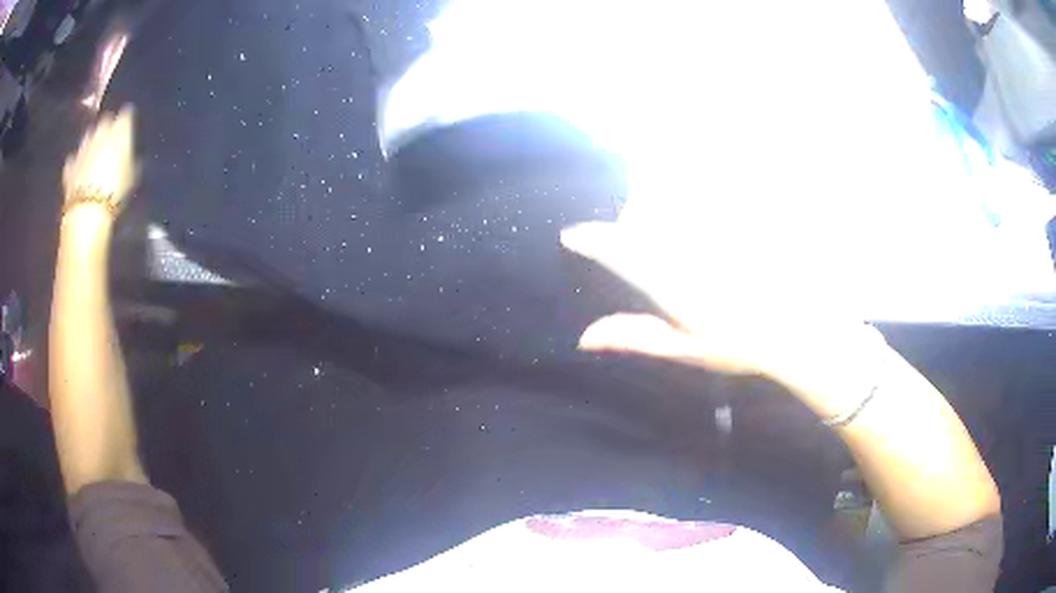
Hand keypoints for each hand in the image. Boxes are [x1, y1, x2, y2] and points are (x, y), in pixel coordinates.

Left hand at [62, 106, 137, 213]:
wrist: (87, 212)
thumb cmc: (115, 191)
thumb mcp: (133, 177)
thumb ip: (132, 160)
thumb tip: (134, 157)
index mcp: (120, 129)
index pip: (127, 114)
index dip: (128, 120)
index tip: (129, 127)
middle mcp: (101, 130)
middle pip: (106, 121)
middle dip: (108, 127)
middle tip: (111, 140)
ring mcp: (83, 147)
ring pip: (89, 136)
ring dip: (92, 142)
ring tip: (95, 153)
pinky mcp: (71, 166)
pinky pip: (74, 159)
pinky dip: (77, 162)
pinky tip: (79, 170)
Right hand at [560, 206, 883, 413]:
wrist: (798, 328)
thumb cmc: (741, 344)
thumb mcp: (686, 347)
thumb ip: (636, 336)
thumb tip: (585, 337)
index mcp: (670, 280)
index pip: (616, 249)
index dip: (590, 240)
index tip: (573, 236)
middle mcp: (687, 244)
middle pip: (643, 209)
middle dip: (634, 214)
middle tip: (640, 232)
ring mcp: (714, 226)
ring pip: (674, 189)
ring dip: (664, 192)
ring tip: (678, 215)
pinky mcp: (740, 214)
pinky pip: (712, 186)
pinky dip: (701, 185)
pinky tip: (704, 209)